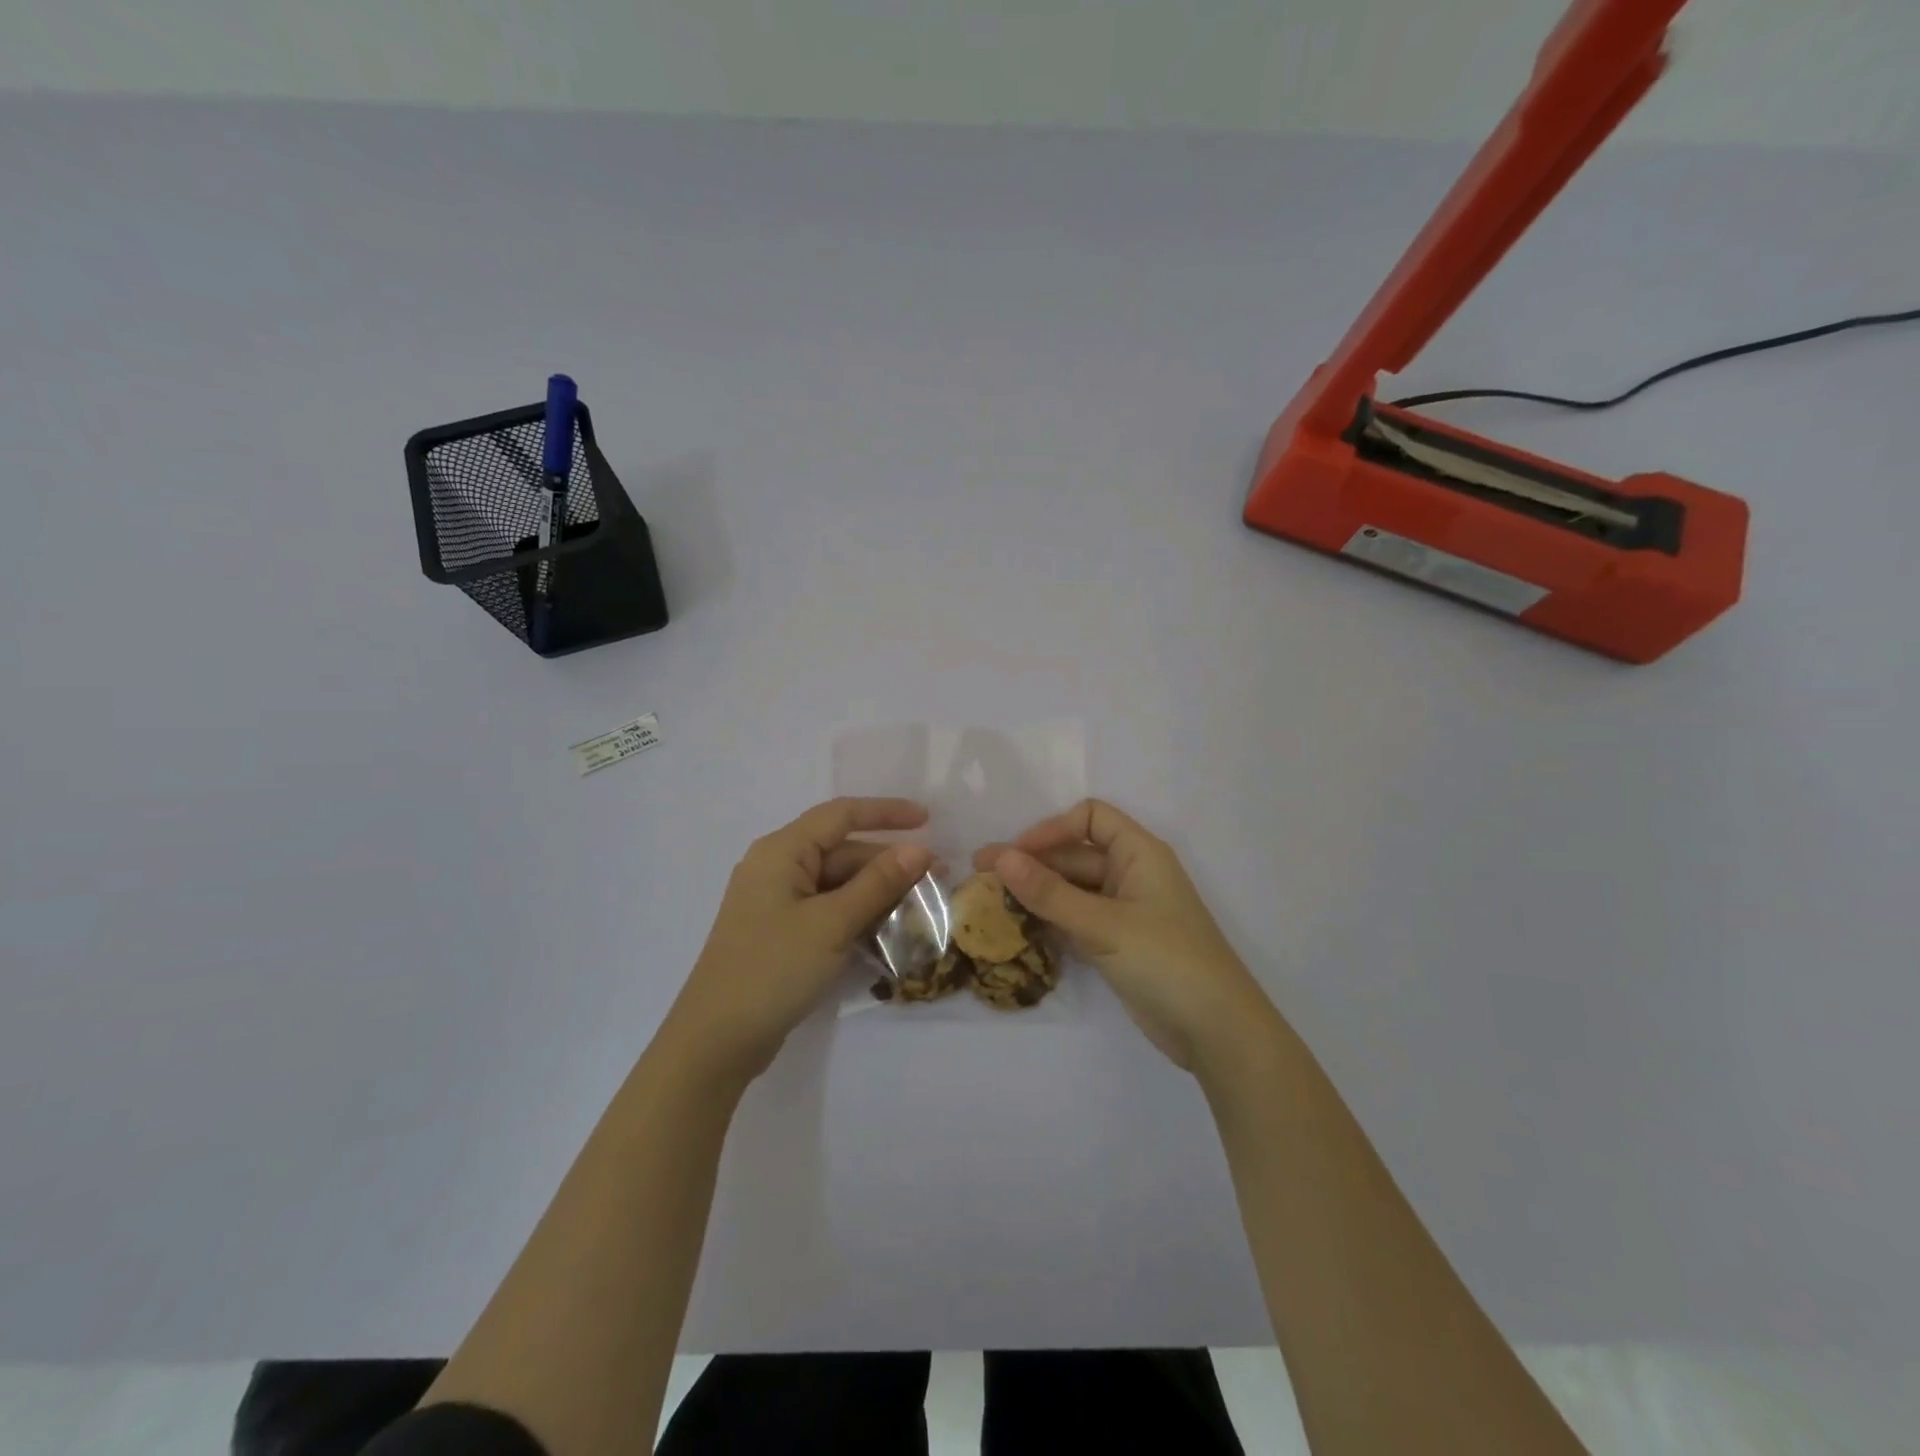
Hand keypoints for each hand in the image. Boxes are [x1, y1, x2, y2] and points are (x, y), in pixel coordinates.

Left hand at [665, 798, 934, 1084]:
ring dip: (879, 892)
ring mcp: (778, 902)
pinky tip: (891, 929)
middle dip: (889, 862)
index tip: (928, 819)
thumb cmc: (772, 969)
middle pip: (843, 852)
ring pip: (839, 883)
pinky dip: (859, 914)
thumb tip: (919, 848)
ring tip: (923, 905)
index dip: (886, 812)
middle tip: (937, 878)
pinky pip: (829, 909)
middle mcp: (778, 868)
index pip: (841, 815)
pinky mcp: (782, 932)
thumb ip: (878, 883)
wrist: (716, 1041)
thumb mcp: (832, 923)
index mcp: (781, 852)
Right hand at [975, 799, 1273, 1071]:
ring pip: (1072, 889)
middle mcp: (1131, 874)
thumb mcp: (1104, 924)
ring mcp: (1124, 911)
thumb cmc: (1166, 960)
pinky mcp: (1117, 943)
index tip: (1016, 854)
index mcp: (1139, 853)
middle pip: (1075, 854)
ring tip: (988, 901)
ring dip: (1035, 893)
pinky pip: (1075, 919)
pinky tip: (1015, 928)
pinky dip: (1048, 920)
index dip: (1052, 828)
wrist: (1216, 1030)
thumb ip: (1050, 893)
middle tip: (979, 875)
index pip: (1090, 818)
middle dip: (1031, 863)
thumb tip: (1000, 857)